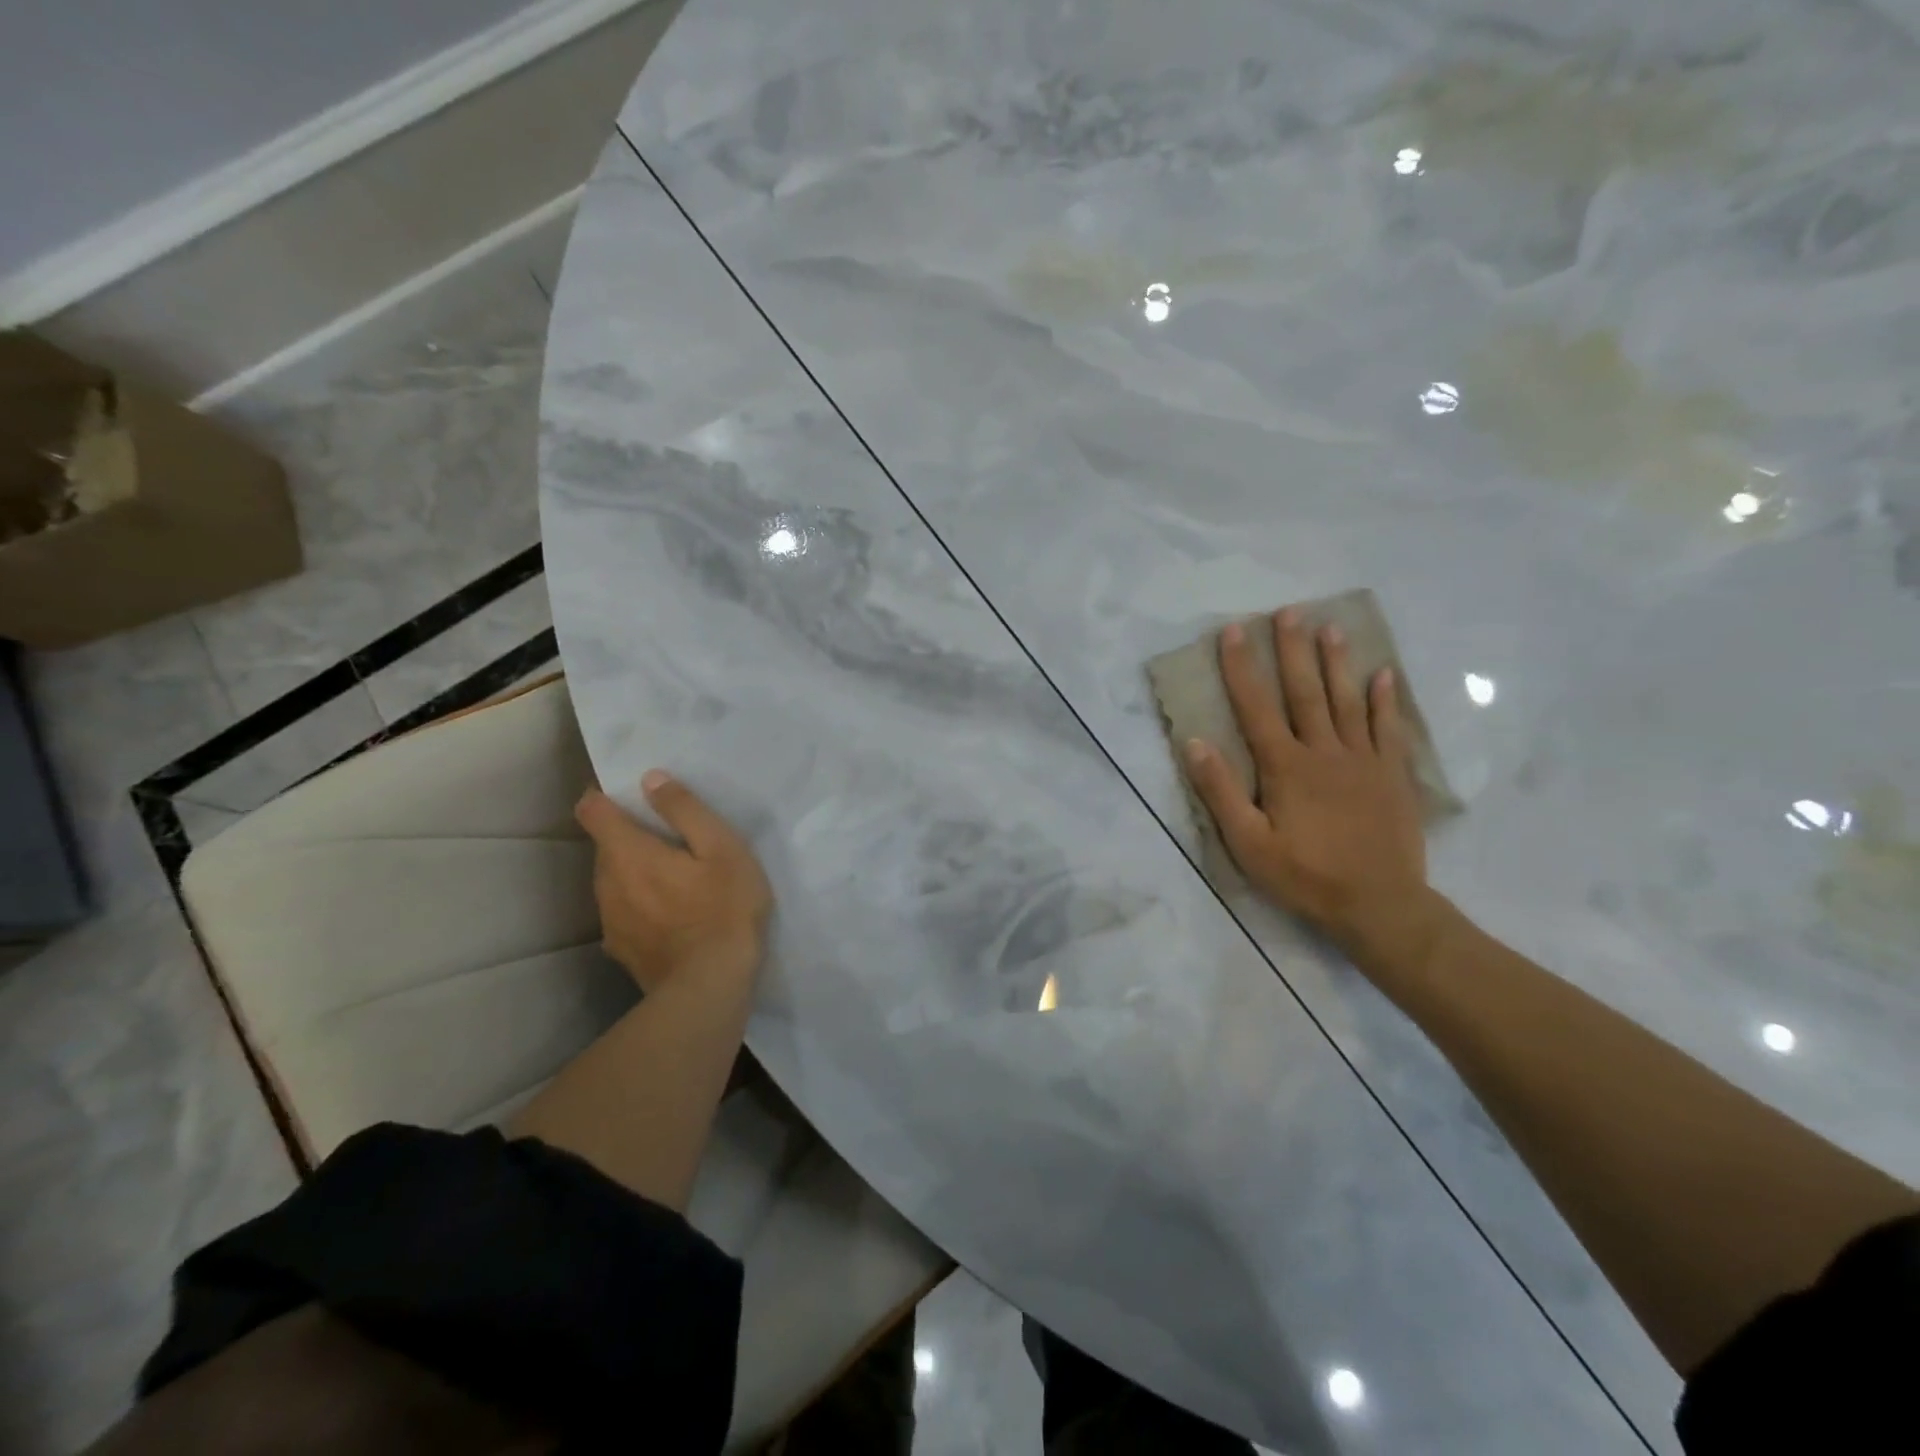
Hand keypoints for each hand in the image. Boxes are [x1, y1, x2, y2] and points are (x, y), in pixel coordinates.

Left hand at [575, 772, 771, 991]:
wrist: (709, 987)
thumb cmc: (723, 908)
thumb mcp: (722, 848)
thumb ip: (685, 810)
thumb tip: (651, 779)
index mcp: (628, 852)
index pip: (592, 810)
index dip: (603, 795)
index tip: (628, 793)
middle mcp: (607, 883)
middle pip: (604, 847)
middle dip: (628, 835)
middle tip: (669, 837)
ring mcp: (610, 920)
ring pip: (612, 881)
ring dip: (633, 872)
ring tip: (672, 877)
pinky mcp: (620, 950)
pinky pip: (622, 912)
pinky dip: (639, 904)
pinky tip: (669, 916)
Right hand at [1184, 610, 1443, 974]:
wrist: (1380, 904)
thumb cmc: (1305, 875)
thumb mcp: (1248, 843)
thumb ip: (1220, 792)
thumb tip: (1194, 743)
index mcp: (1285, 767)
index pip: (1256, 707)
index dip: (1241, 668)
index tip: (1233, 631)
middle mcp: (1323, 752)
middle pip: (1304, 691)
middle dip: (1293, 650)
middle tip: (1288, 611)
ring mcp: (1362, 760)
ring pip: (1346, 701)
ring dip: (1336, 662)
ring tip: (1330, 626)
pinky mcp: (1391, 774)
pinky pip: (1387, 728)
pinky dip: (1384, 700)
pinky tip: (1383, 674)